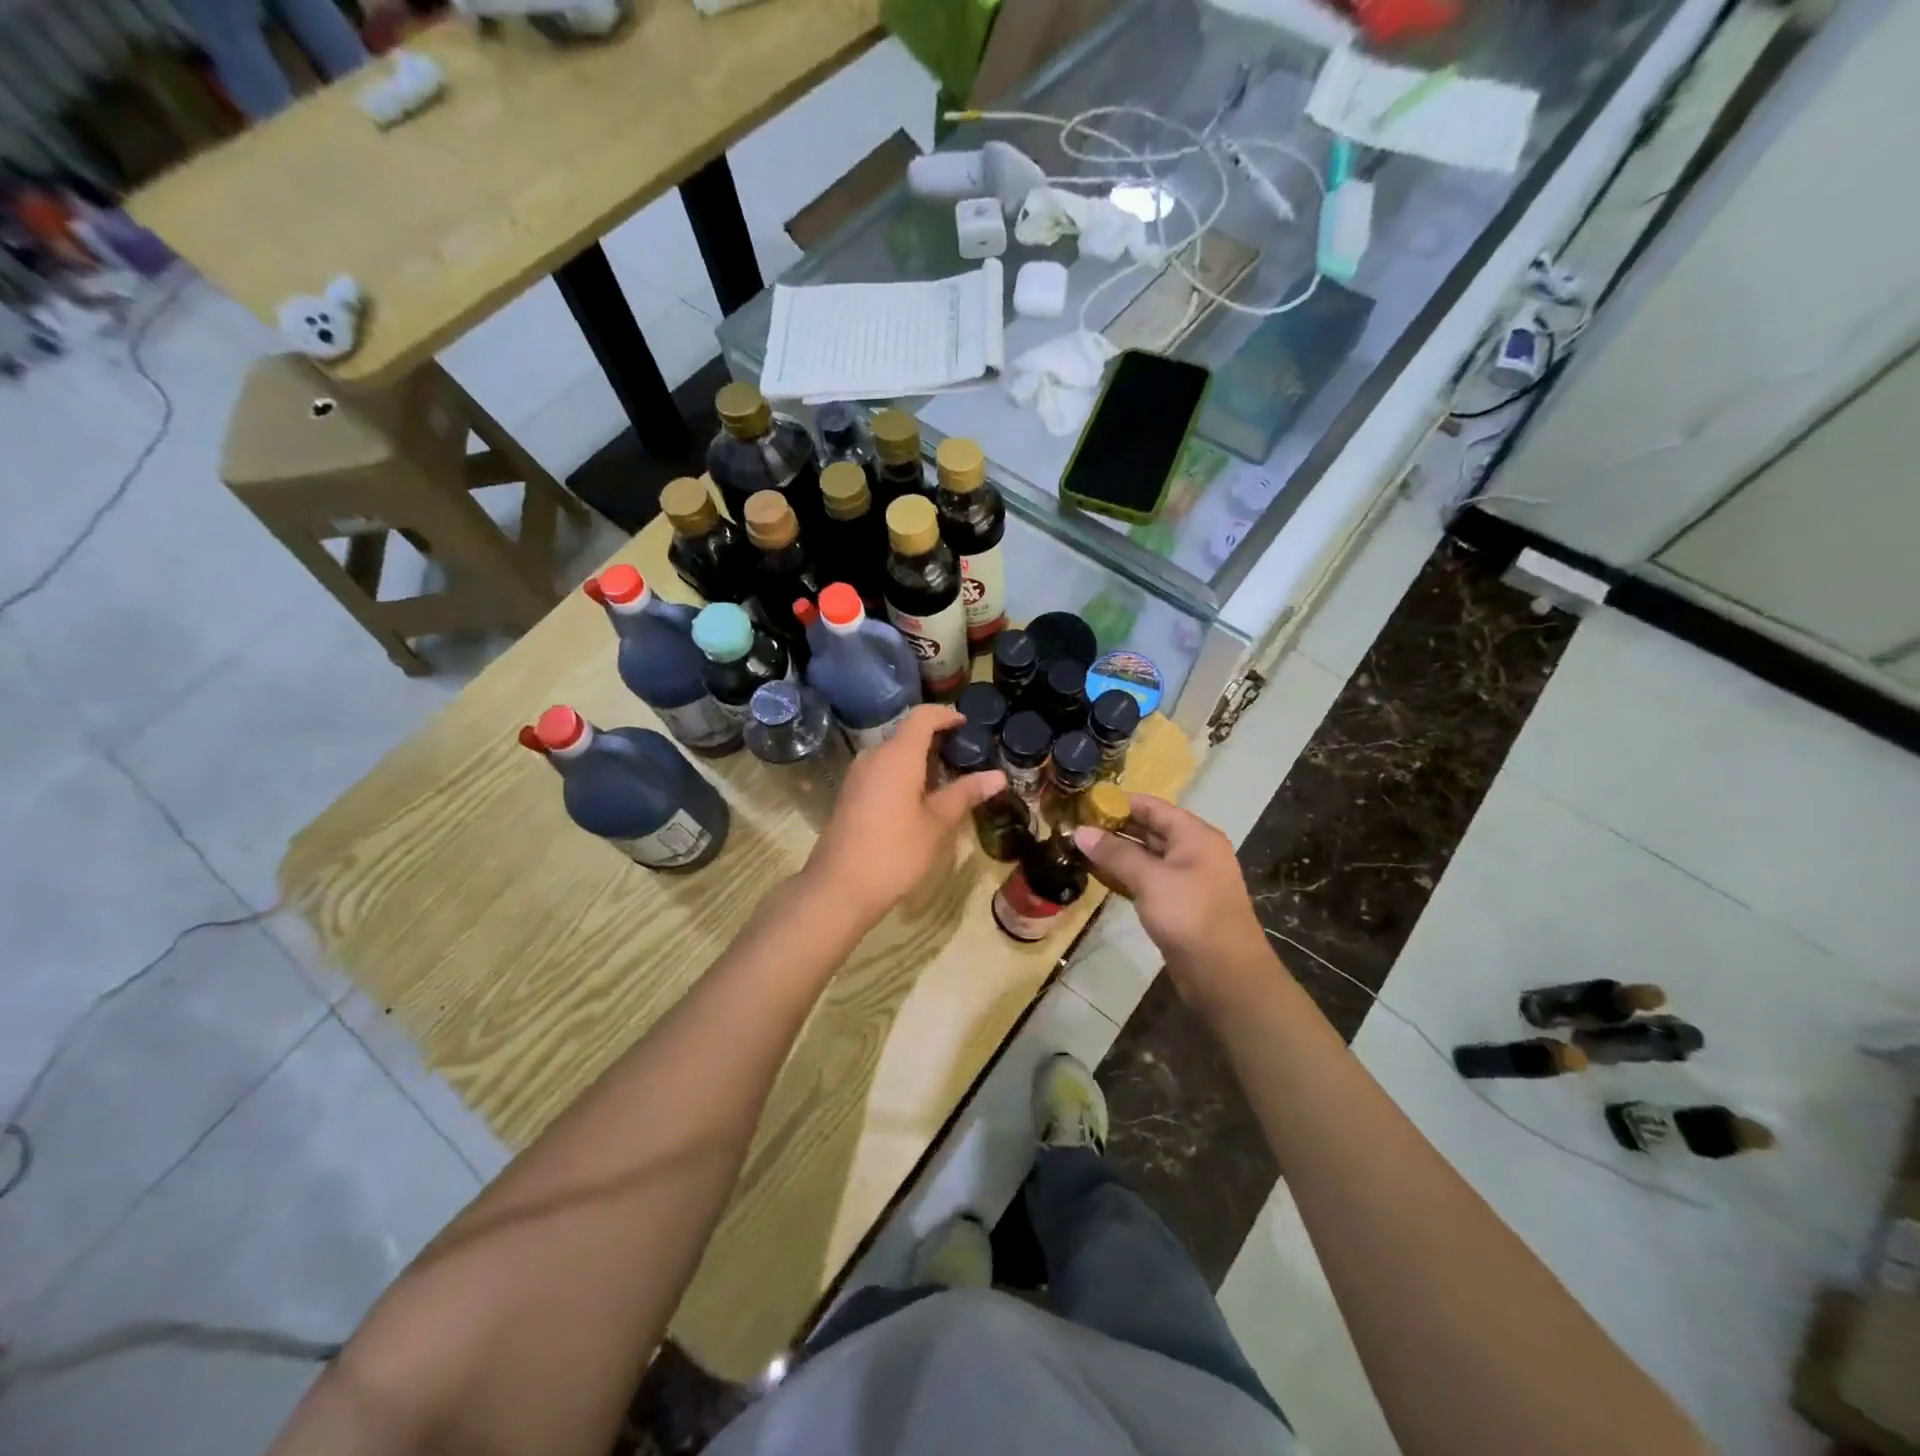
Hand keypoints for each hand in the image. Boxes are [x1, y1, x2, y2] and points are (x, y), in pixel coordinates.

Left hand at [801, 705, 1005, 931]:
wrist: (839, 887)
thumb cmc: (895, 851)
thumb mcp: (936, 823)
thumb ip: (965, 794)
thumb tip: (998, 776)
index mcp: (897, 755)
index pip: (922, 716)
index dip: (945, 715)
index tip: (965, 725)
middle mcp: (874, 756)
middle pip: (906, 734)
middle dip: (935, 741)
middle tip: (963, 759)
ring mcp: (857, 776)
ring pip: (892, 755)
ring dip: (918, 760)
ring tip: (945, 782)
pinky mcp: (849, 795)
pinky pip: (880, 771)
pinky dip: (902, 775)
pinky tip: (917, 801)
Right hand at [1073, 795, 1270, 1007]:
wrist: (1225, 976)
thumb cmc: (1191, 916)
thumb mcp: (1151, 879)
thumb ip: (1115, 853)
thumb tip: (1080, 832)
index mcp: (1195, 836)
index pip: (1152, 807)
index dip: (1118, 802)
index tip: (1083, 803)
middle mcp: (1193, 851)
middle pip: (1149, 829)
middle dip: (1114, 828)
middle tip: (1075, 827)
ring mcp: (1187, 879)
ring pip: (1147, 857)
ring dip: (1116, 853)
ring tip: (1079, 849)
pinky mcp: (1179, 905)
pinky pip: (1148, 880)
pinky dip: (1125, 875)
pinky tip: (1099, 876)